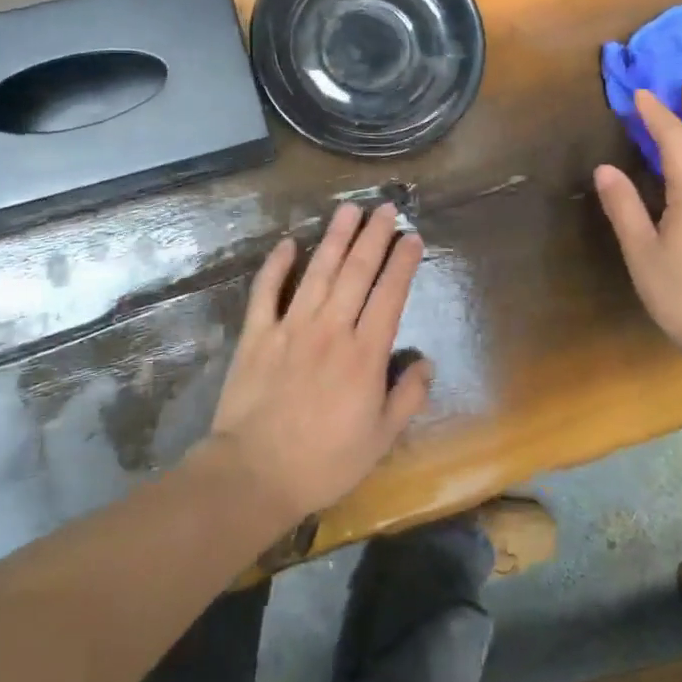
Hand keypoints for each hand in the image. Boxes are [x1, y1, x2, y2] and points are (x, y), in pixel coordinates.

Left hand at [206, 202, 431, 525]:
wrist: (254, 473)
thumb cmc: (324, 461)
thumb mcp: (381, 439)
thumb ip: (408, 397)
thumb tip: (426, 363)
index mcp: (365, 354)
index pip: (389, 295)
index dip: (403, 263)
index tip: (412, 237)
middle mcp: (331, 329)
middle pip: (357, 271)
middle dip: (374, 236)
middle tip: (386, 208)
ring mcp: (291, 327)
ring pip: (318, 271)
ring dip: (335, 238)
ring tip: (349, 210)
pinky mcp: (258, 334)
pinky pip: (267, 291)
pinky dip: (276, 265)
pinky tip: (287, 243)